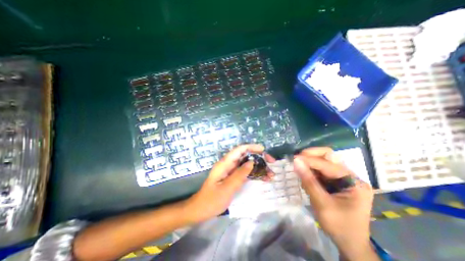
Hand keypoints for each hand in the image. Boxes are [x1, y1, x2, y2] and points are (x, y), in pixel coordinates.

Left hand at [186, 143, 272, 223]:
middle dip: (258, 157)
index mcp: (225, 163)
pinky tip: (263, 178)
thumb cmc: (212, 200)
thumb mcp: (227, 188)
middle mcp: (228, 164)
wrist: (201, 209)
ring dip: (259, 167)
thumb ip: (239, 174)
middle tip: (271, 162)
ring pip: (247, 164)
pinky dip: (254, 174)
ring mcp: (231, 171)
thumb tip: (252, 162)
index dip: (251, 147)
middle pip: (245, 155)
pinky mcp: (233, 177)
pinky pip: (245, 172)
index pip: (239, 150)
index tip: (263, 149)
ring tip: (271, 173)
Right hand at [293, 148, 372, 259]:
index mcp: (354, 182)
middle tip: (297, 159)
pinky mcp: (335, 182)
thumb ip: (308, 181)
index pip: (329, 164)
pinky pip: (321, 171)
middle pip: (329, 157)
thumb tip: (295, 161)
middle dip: (312, 156)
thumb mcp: (322, 204)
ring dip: (310, 164)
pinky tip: (306, 177)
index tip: (294, 159)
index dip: (310, 160)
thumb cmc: (339, 226)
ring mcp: (343, 179)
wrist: (349, 244)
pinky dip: (311, 171)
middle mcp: (350, 177)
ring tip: (300, 170)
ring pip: (323, 162)